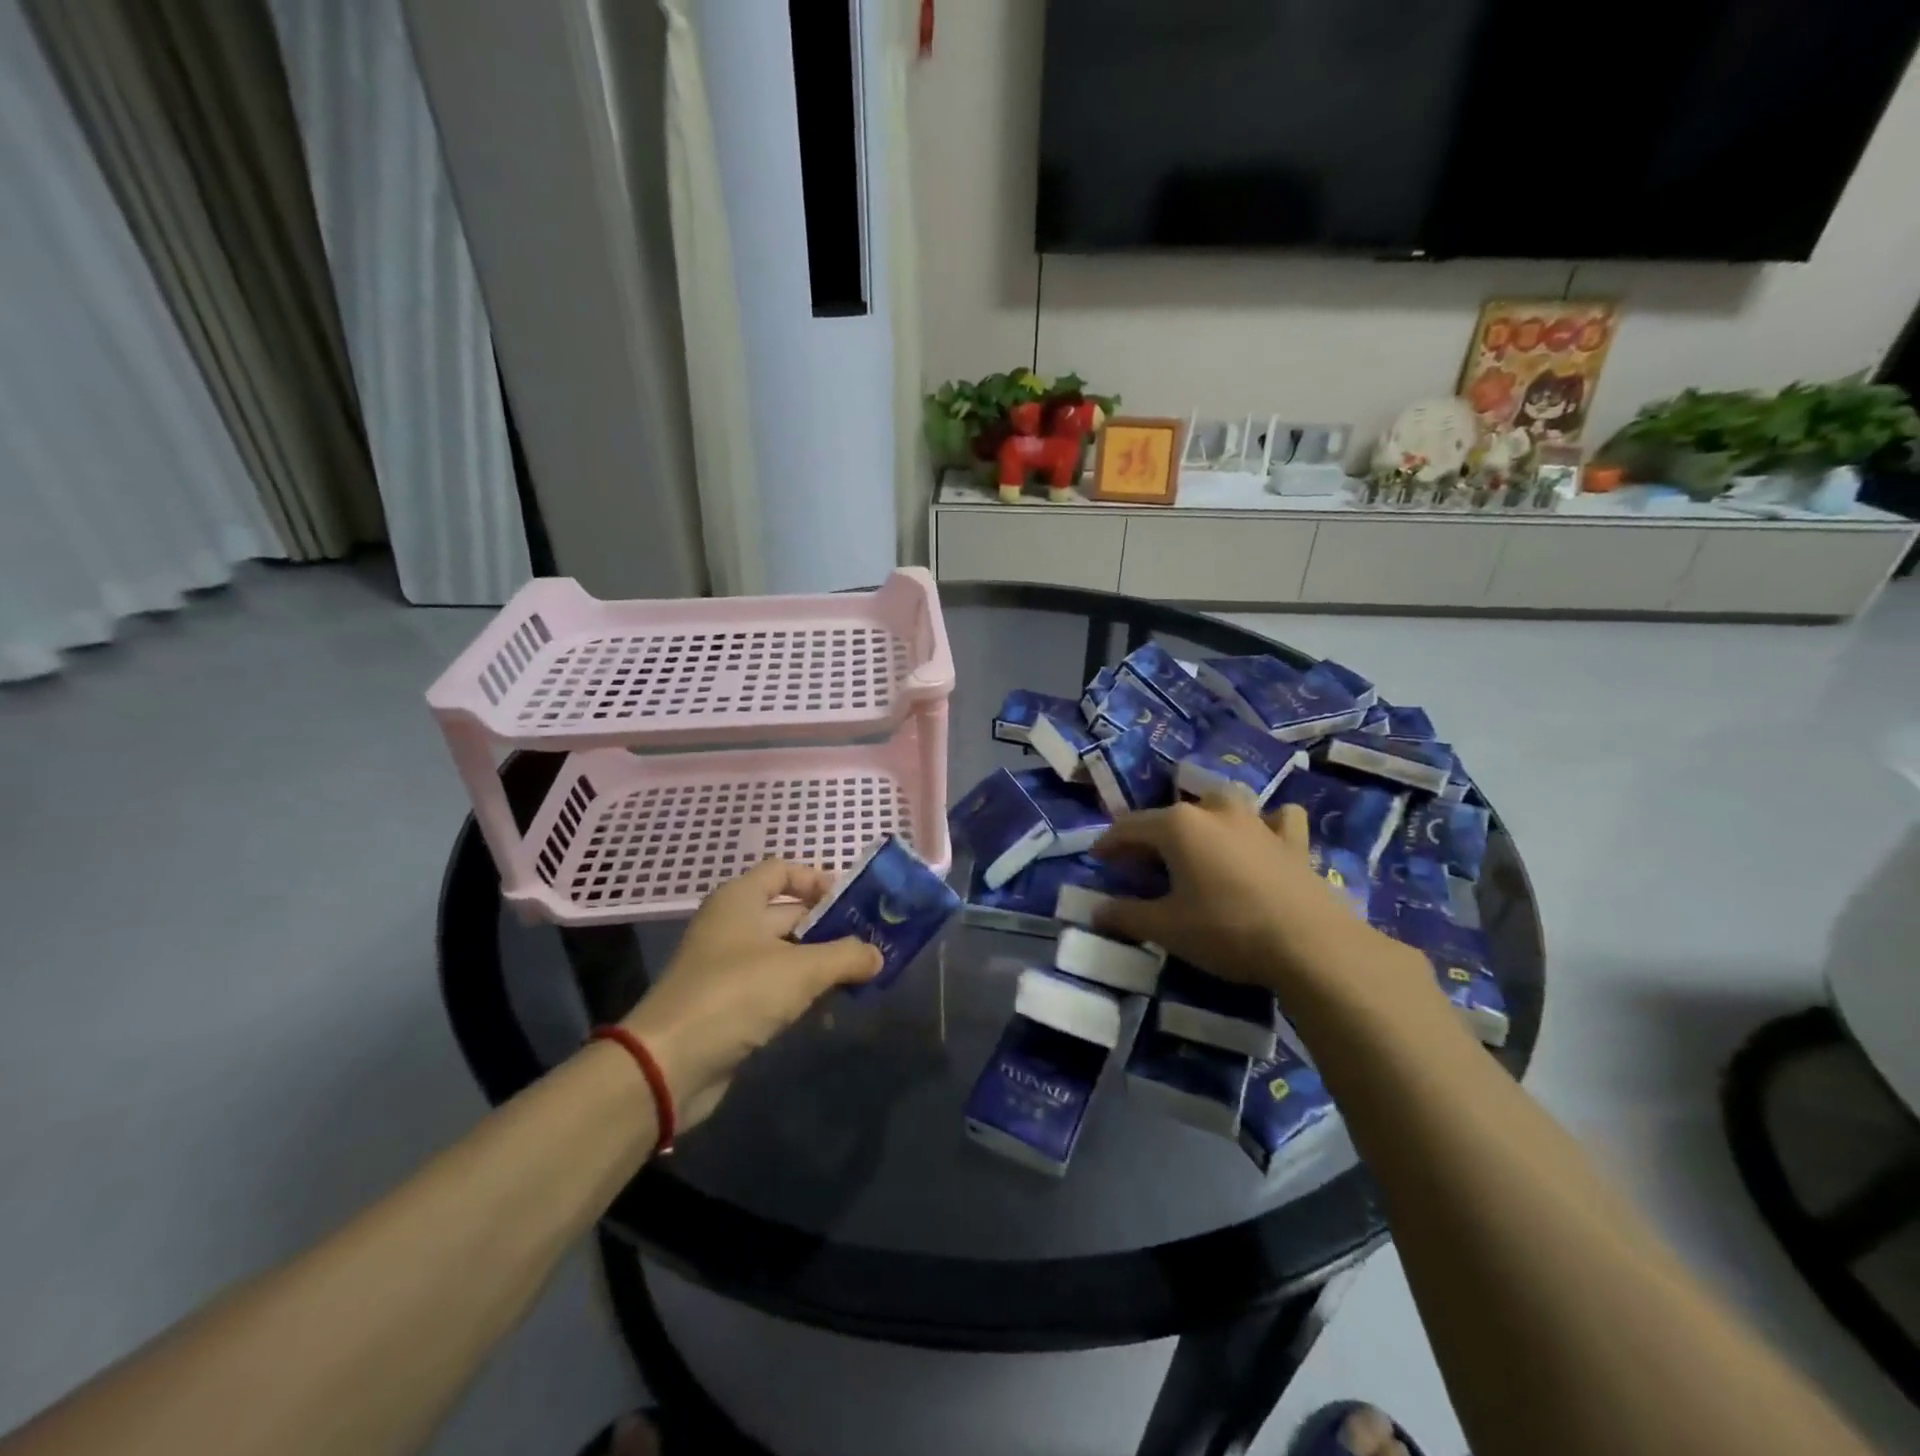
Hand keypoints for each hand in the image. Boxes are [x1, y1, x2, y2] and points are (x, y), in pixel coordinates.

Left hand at [620, 860, 881, 1129]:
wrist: (669, 1064)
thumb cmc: (736, 994)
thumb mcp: (802, 970)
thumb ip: (846, 956)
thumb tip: (878, 955)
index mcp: (740, 899)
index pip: (783, 870)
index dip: (818, 880)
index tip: (853, 903)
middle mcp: (732, 925)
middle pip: (790, 914)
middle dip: (831, 929)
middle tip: (871, 945)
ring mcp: (728, 966)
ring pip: (786, 954)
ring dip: (821, 966)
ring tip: (860, 980)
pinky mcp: (729, 1004)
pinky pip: (774, 987)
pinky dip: (801, 994)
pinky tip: (828, 1013)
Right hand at [1092, 796, 1389, 995]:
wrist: (1309, 944)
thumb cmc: (1226, 930)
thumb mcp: (1166, 928)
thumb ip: (1126, 916)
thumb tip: (1096, 911)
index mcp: (1178, 826)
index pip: (1129, 827)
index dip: (1109, 843)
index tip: (1097, 858)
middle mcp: (1214, 811)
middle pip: (1172, 816)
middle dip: (1152, 836)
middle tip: (1142, 863)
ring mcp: (1257, 821)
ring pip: (1223, 805)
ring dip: (1206, 820)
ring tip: (1199, 845)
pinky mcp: (1292, 840)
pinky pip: (1275, 820)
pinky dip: (1265, 825)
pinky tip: (1262, 839)